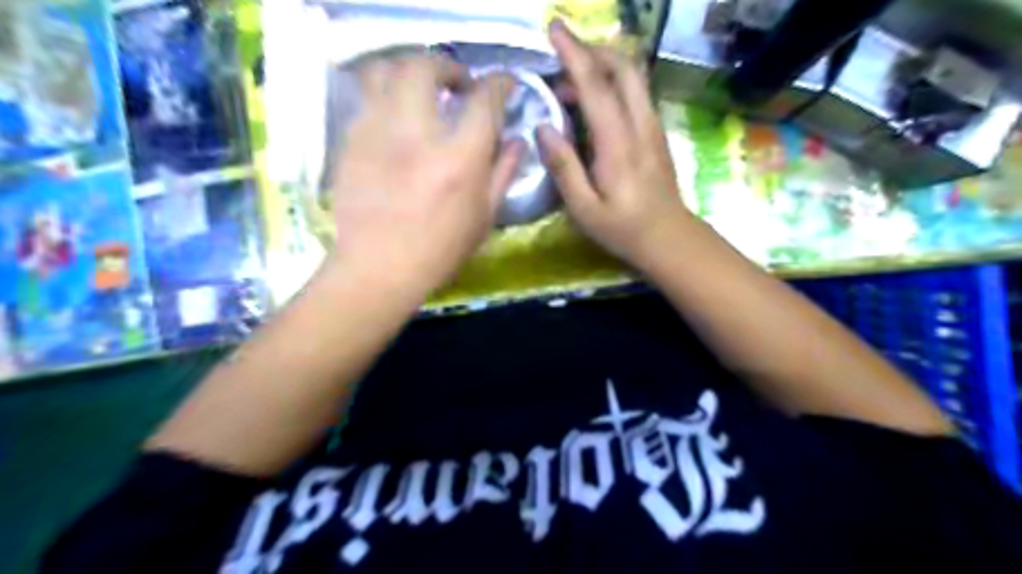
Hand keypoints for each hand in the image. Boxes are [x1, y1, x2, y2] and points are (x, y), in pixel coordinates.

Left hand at [327, 53, 520, 296]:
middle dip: (447, 65)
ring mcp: (377, 132)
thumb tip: (517, 139)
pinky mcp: (351, 140)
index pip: (484, 100)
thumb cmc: (440, 250)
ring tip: (421, 91)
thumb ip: (503, 172)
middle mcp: (416, 134)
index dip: (500, 83)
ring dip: (410, 71)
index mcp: (458, 159)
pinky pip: (367, 98)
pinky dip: (387, 96)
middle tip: (457, 84)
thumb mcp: (484, 216)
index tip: (504, 84)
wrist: (378, 268)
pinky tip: (397, 120)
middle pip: (426, 66)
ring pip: (385, 69)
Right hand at [536, 20, 694, 271]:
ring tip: (569, 89)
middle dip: (593, 51)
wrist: (669, 238)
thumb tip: (543, 127)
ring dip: (602, 69)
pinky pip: (635, 94)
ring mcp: (652, 126)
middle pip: (624, 67)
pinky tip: (592, 107)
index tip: (555, 28)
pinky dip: (612, 86)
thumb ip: (564, 167)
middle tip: (562, 60)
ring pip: (633, 78)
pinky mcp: (656, 133)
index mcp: (618, 143)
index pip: (596, 86)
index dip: (574, 53)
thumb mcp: (584, 208)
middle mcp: (640, 125)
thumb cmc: (622, 228)